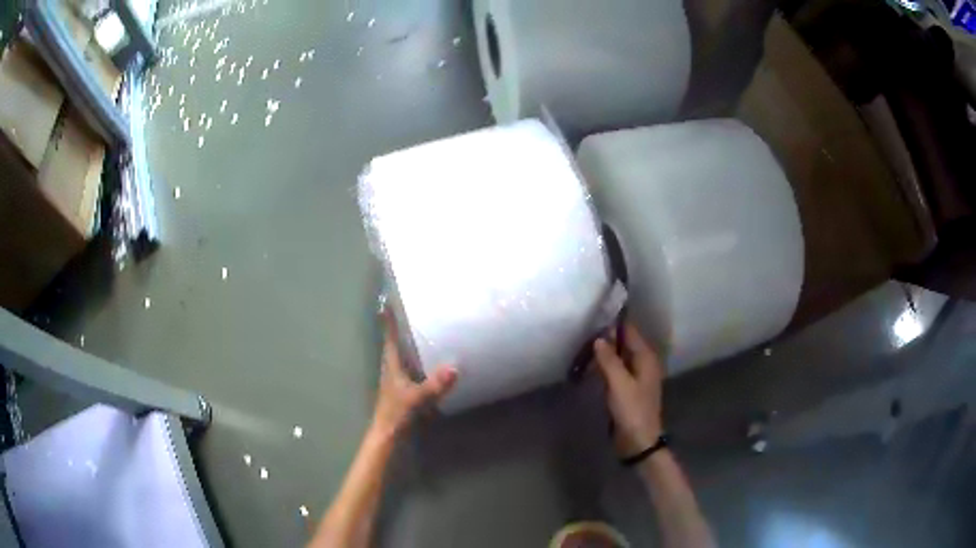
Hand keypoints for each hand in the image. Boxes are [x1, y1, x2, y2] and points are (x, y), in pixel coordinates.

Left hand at [371, 310, 456, 438]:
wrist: (388, 434)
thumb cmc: (396, 413)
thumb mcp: (417, 398)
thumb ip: (434, 385)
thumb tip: (454, 367)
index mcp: (392, 364)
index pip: (390, 337)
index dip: (388, 320)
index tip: (386, 301)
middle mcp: (392, 367)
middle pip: (393, 342)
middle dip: (397, 326)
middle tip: (406, 308)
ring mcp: (396, 378)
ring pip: (400, 353)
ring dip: (405, 340)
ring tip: (417, 327)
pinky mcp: (402, 387)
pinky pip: (408, 365)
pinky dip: (413, 356)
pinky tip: (426, 357)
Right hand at [594, 323, 664, 455]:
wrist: (638, 441)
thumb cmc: (632, 410)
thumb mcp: (619, 384)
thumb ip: (609, 359)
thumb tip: (599, 338)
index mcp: (646, 358)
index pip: (630, 331)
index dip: (613, 323)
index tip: (594, 315)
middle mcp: (643, 363)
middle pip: (624, 343)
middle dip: (606, 337)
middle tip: (582, 331)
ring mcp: (635, 376)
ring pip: (618, 357)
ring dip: (603, 353)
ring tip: (582, 346)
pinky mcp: (627, 388)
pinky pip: (615, 370)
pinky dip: (604, 366)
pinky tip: (590, 365)